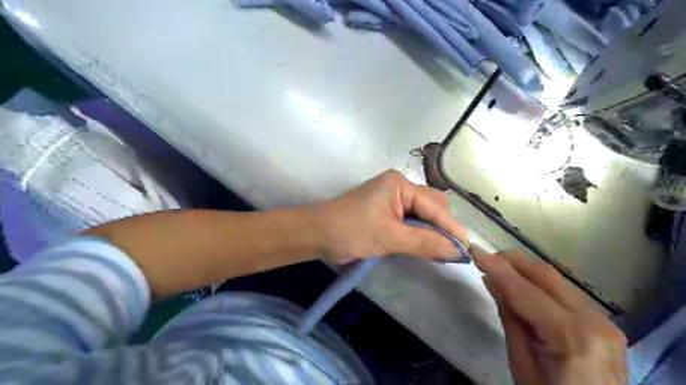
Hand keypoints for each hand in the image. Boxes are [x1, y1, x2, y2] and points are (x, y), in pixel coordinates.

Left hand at [314, 170, 465, 264]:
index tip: (467, 250)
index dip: (452, 228)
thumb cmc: (350, 231)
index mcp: (400, 184)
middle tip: (452, 253)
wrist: (316, 234)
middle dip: (444, 228)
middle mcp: (399, 187)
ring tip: (442, 253)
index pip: (435, 206)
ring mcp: (392, 198)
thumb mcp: (389, 237)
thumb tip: (458, 251)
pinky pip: (412, 220)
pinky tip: (427, 247)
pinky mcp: (387, 211)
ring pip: (424, 214)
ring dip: (433, 232)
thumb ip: (425, 242)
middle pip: (433, 206)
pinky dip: (420, 233)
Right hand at [478, 252, 625, 383]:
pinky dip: (539, 282)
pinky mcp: (604, 321)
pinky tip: (522, 284)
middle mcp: (592, 321)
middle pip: (545, 274)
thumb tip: (492, 280)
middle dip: (512, 260)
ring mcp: (603, 320)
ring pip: (556, 278)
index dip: (497, 268)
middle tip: (486, 257)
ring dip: (524, 268)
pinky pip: (565, 291)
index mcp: (570, 337)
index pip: (524, 290)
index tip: (475, 250)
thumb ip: (509, 316)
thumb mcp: (520, 361)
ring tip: (499, 268)